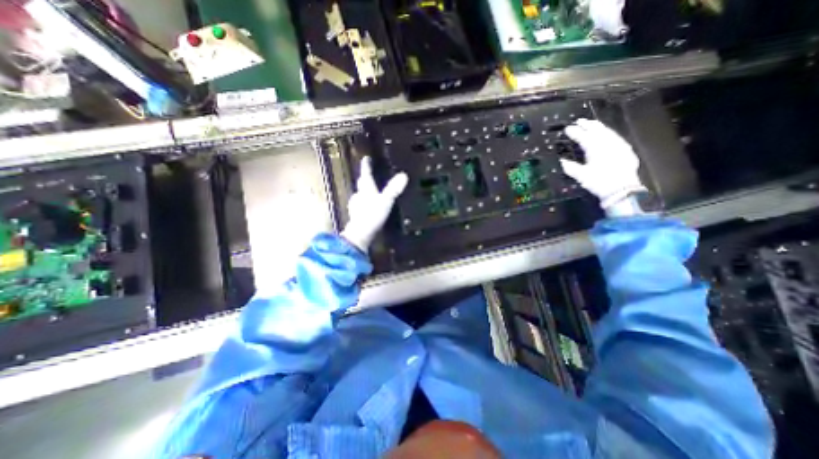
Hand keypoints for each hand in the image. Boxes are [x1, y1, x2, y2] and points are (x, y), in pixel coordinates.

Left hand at [339, 156, 408, 250]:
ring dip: (363, 191)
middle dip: (364, 178)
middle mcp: (359, 195)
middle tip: (368, 174)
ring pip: (359, 195)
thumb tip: (403, 175)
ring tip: (370, 190)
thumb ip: (393, 189)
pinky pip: (360, 205)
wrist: (360, 234)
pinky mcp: (357, 215)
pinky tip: (367, 207)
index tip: (366, 158)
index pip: (365, 174)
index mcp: (366, 189)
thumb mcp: (386, 201)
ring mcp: (356, 206)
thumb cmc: (372, 215)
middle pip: (361, 184)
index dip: (366, 165)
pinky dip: (364, 203)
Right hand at [557, 117, 645, 210]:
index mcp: (595, 148)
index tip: (567, 129)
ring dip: (598, 127)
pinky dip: (608, 133)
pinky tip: (606, 134)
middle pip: (597, 130)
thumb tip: (562, 161)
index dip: (574, 132)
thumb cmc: (599, 182)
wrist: (622, 189)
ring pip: (607, 132)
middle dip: (588, 125)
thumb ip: (570, 167)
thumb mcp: (581, 176)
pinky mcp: (625, 150)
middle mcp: (608, 144)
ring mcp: (618, 145)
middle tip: (579, 120)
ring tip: (591, 124)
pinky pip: (615, 137)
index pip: (583, 137)